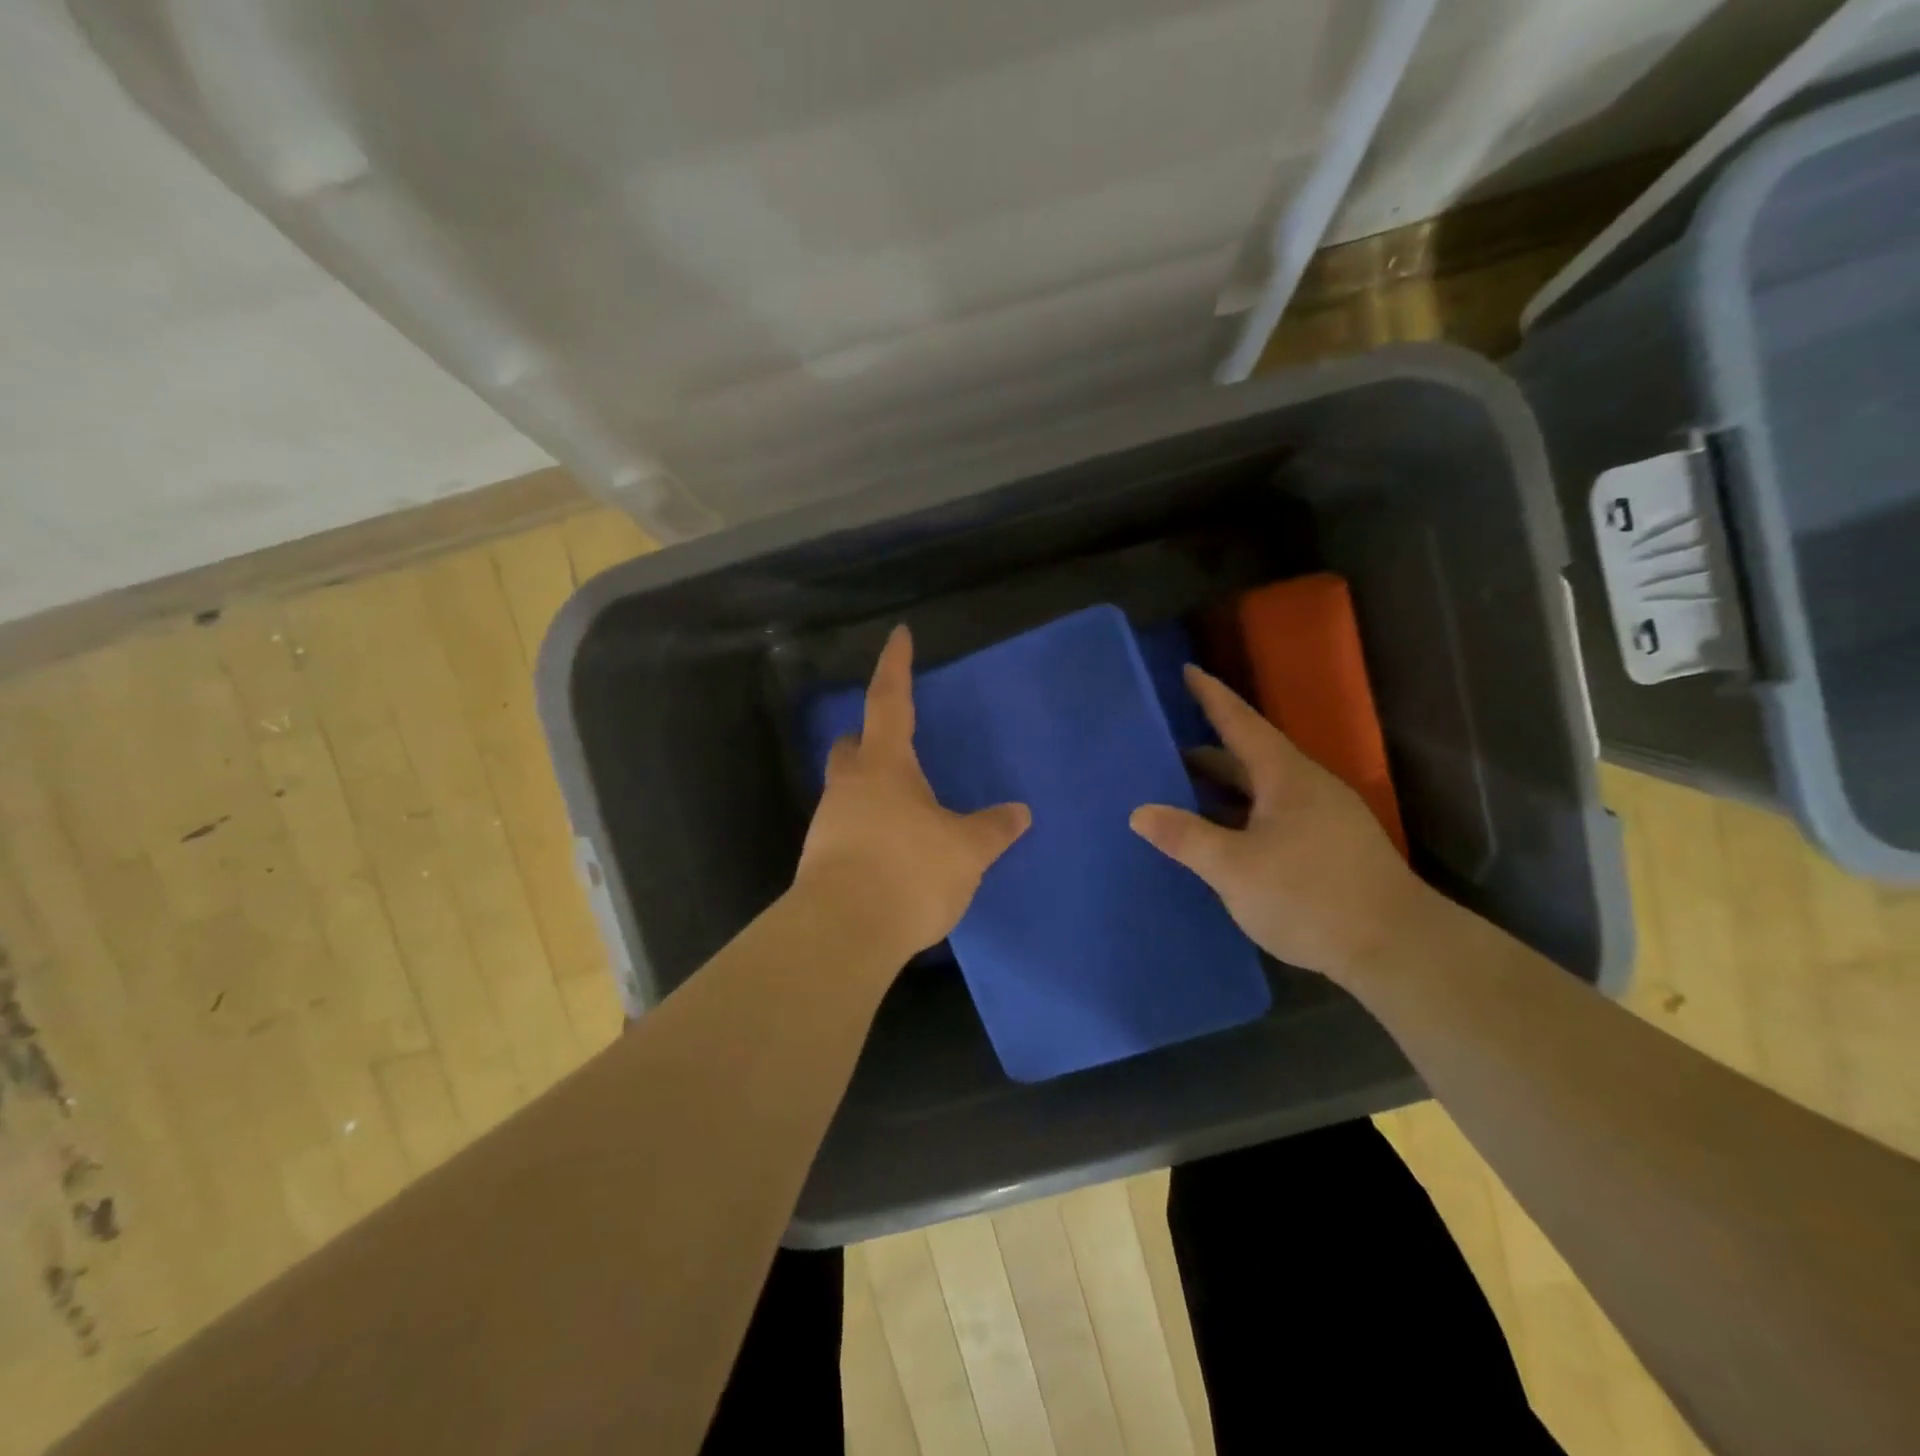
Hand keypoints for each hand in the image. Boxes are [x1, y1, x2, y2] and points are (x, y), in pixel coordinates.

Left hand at [794, 625, 1030, 956]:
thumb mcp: (965, 850)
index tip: (898, 634)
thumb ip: (992, 829)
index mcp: (885, 765)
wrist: (844, 932)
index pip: (889, 699)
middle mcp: (850, 784)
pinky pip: (846, 829)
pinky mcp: (820, 860)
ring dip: (870, 790)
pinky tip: (890, 853)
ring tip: (906, 812)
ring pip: (847, 789)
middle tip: (897, 747)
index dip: (896, 665)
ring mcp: (828, 822)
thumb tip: (1020, 812)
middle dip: (870, 738)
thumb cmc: (909, 871)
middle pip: (852, 745)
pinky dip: (867, 829)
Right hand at [1130, 665, 1433, 982]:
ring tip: (1184, 791)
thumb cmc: (1310, 895)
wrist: (1398, 948)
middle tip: (1164, 748)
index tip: (1188, 671)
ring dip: (1225, 787)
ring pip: (1263, 789)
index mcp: (1285, 776)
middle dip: (1208, 750)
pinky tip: (1225, 836)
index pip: (1240, 723)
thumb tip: (1139, 812)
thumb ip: (1186, 837)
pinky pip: (1274, 814)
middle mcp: (1307, 786)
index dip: (1211, 697)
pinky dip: (1243, 814)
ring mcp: (1324, 817)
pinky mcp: (1331, 846)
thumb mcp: (1235, 868)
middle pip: (1250, 756)